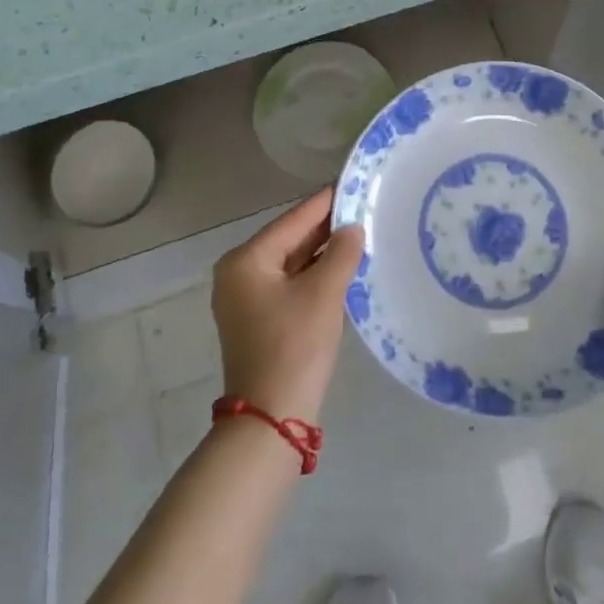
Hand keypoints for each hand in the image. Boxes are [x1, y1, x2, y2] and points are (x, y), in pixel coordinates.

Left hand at [211, 187, 364, 426]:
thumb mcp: (323, 294)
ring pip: (291, 262)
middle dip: (326, 227)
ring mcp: (245, 298)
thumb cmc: (294, 347)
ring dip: (323, 252)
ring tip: (360, 232)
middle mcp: (239, 273)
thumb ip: (341, 253)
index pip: (293, 220)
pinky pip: (290, 283)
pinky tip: (343, 267)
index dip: (326, 202)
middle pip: (290, 239)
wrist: (271, 419)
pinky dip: (314, 275)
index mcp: (246, 260)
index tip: (353, 183)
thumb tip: (353, 228)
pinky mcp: (258, 319)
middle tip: (364, 208)